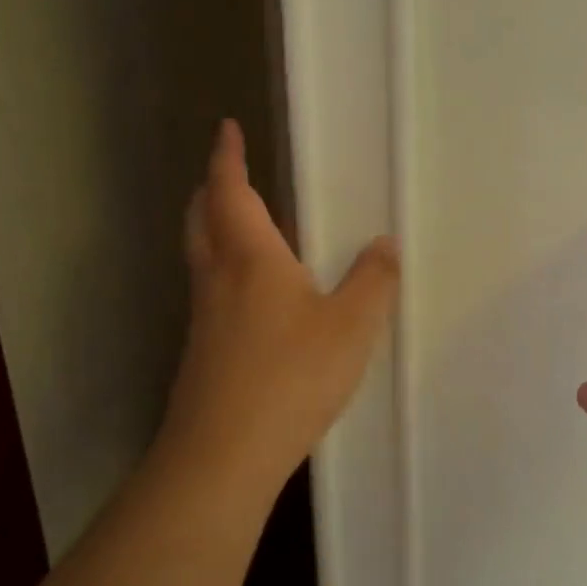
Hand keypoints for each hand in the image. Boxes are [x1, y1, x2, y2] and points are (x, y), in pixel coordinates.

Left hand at [159, 121, 399, 499]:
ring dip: (216, 227)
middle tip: (231, 172)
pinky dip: (227, 268)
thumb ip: (373, 280)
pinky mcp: (203, 351)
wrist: (221, 457)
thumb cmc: (289, 377)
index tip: (227, 128)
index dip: (227, 157)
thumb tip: (384, 243)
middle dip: (213, 187)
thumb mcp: (351, 326)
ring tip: (250, 224)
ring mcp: (204, 318)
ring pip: (203, 255)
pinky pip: (212, 289)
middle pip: (202, 218)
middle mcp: (218, 279)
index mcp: (250, 258)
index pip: (230, 191)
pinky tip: (259, 294)